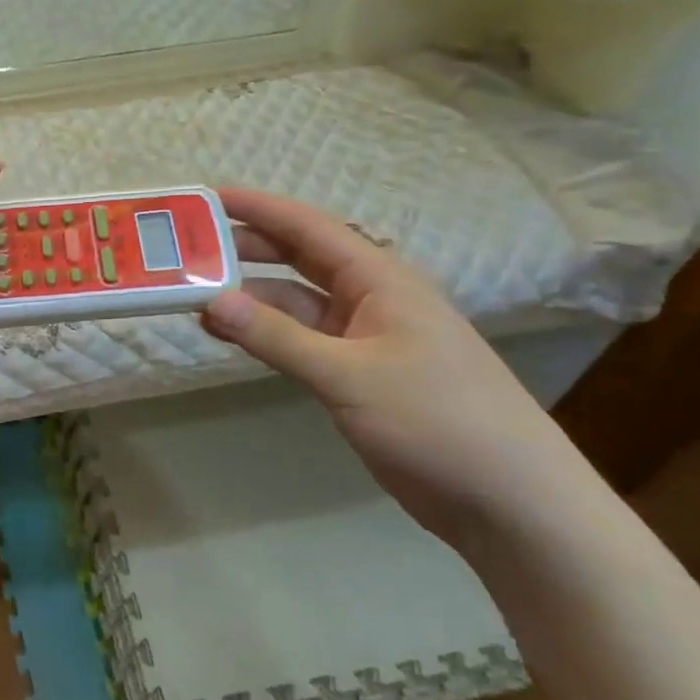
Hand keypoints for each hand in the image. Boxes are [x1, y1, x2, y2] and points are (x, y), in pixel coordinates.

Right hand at [201, 187, 584, 546]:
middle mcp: (371, 298)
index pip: (309, 228)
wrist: (509, 501)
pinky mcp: (358, 375)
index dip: (259, 208)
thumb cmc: (437, 420)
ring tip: (196, 298)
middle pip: (299, 259)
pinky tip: (232, 336)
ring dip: (251, 299)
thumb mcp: (348, 375)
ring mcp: (365, 338)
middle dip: (248, 249)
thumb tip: (212, 302)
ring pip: (296, 303)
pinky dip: (267, 334)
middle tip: (191, 248)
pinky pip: (302, 340)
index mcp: (381, 279)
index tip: (209, 197)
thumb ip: (277, 337)